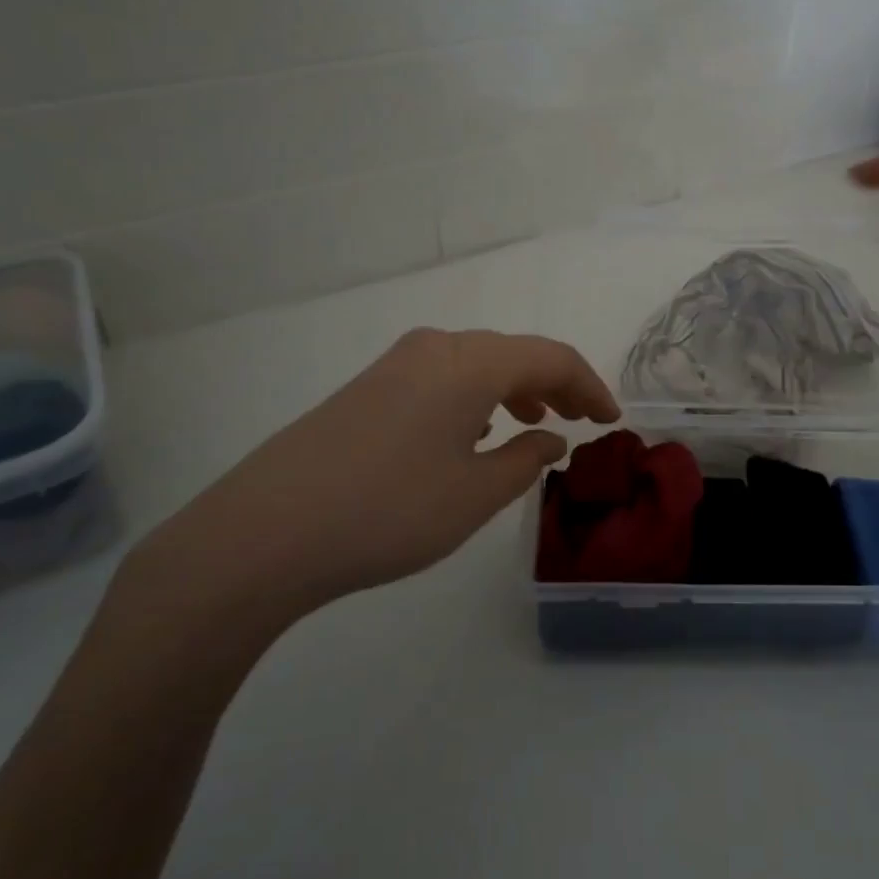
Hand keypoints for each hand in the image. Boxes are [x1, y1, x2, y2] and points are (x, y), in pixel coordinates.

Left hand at [123, 329, 618, 642]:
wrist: (266, 530)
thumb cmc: (389, 511)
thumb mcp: (474, 494)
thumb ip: (525, 459)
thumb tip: (552, 437)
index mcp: (471, 362)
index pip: (551, 357)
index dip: (589, 386)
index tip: (612, 420)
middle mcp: (435, 347)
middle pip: (514, 353)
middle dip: (554, 385)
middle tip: (582, 420)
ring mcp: (395, 364)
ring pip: (475, 363)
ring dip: (514, 388)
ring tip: (534, 424)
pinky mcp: (367, 387)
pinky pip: (441, 377)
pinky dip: (474, 396)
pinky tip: (472, 431)